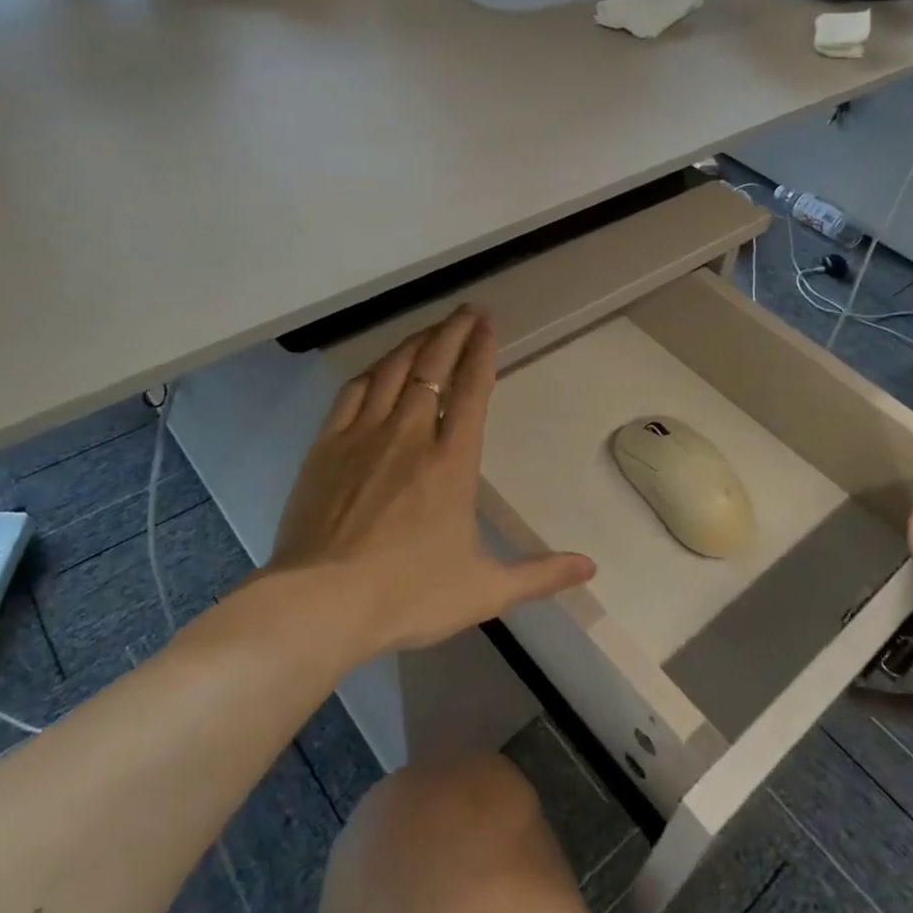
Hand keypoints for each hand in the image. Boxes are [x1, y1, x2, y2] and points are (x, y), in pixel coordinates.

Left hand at [270, 306, 594, 654]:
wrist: (321, 603)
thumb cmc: (408, 594)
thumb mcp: (484, 590)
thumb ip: (539, 574)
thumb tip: (590, 567)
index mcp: (452, 461)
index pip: (472, 389)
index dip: (482, 351)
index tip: (488, 324)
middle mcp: (410, 434)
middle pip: (433, 366)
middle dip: (453, 332)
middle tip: (467, 310)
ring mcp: (363, 436)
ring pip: (392, 371)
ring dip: (415, 344)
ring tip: (430, 329)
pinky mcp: (326, 447)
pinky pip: (352, 393)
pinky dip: (371, 372)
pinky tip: (378, 368)